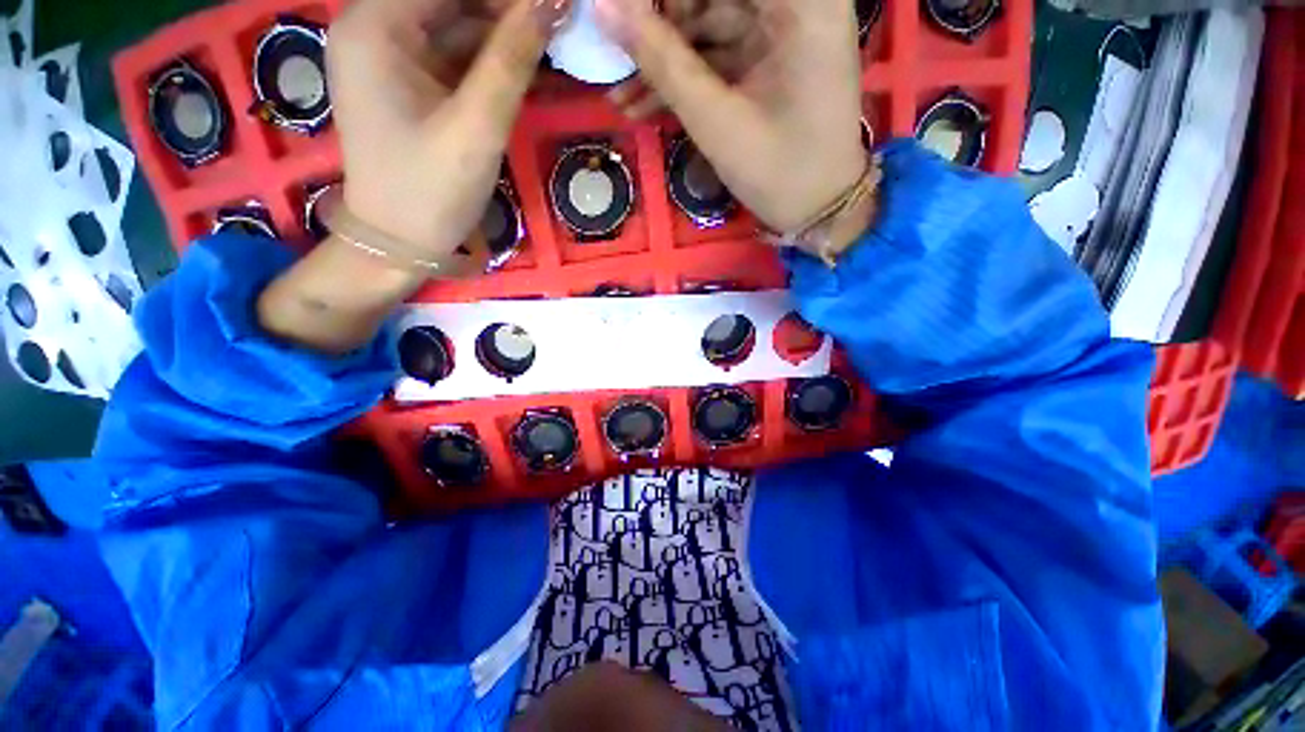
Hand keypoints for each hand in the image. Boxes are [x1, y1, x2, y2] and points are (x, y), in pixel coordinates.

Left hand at [259, 0, 569, 353]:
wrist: (401, 244)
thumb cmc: (431, 190)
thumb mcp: (476, 126)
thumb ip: (511, 61)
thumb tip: (553, 3)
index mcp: (375, 26)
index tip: (556, 7)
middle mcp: (375, 28)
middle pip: (450, 0)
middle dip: (507, 11)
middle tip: (560, 23)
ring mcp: (391, 57)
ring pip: (457, 25)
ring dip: (504, 34)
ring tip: (553, 41)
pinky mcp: (409, 83)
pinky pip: (455, 56)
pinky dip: (492, 60)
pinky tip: (528, 64)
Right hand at [594, 0, 866, 234]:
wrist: (817, 212)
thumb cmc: (778, 170)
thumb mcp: (717, 120)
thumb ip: (662, 61)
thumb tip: (603, 8)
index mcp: (803, 2)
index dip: (662, 1)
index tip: (621, 18)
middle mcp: (796, 3)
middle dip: (658, 27)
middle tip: (614, 58)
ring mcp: (781, 32)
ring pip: (707, 25)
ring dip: (663, 61)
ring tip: (619, 95)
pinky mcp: (768, 61)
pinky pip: (716, 57)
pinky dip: (683, 79)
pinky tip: (643, 104)